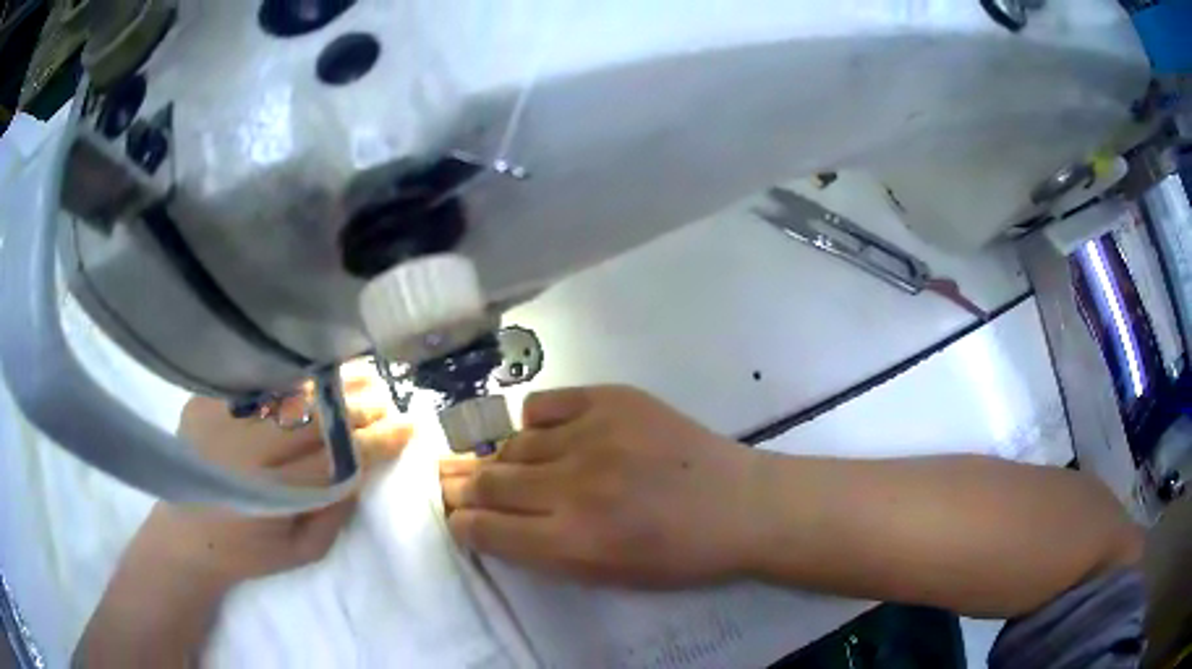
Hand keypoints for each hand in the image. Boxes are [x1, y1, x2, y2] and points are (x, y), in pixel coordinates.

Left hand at [145, 384, 410, 587]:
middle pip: (312, 420)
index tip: (407, 427)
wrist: (187, 534)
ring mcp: (218, 419)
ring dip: (328, 381)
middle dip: (358, 406)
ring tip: (359, 373)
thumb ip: (336, 511)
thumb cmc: (250, 551)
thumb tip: (366, 464)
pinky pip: (255, 381)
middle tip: (387, 397)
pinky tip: (313, 371)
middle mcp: (241, 454)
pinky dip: (289, 374)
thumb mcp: (304, 551)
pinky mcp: (203, 400)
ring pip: (285, 391)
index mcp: (268, 498)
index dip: (375, 442)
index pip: (333, 461)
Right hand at [440, 386, 757, 588]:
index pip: (484, 528)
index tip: (460, 519)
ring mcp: (593, 435)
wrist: (740, 505)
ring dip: (509, 460)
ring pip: (513, 443)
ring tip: (527, 469)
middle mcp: (574, 487)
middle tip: (469, 489)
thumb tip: (489, 521)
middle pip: (487, 481)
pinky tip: (555, 436)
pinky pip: (544, 404)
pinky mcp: (613, 399)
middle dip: (468, 489)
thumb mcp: (604, 576)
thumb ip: (540, 552)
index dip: (462, 524)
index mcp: (573, 542)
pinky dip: (538, 422)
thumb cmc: (677, 556)